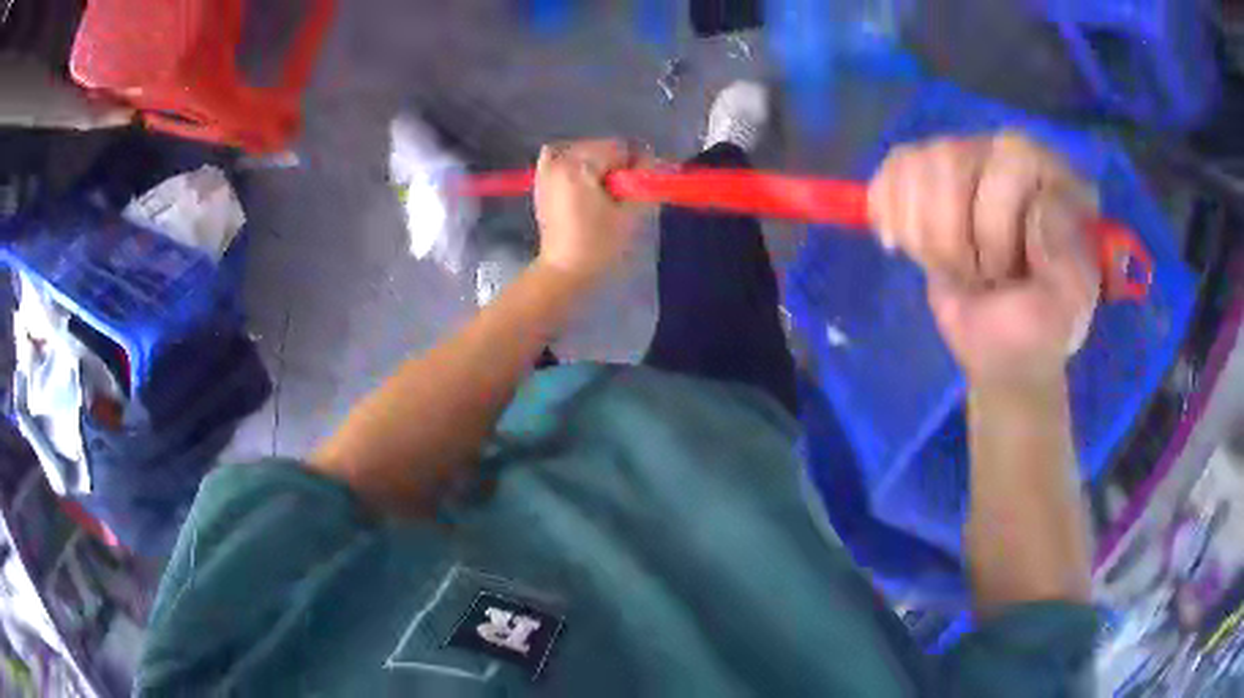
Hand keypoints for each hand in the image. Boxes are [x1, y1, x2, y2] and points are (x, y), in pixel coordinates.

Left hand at [533, 139, 650, 284]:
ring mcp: (546, 170)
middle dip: (617, 165)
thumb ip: (645, 182)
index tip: (641, 187)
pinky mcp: (541, 181)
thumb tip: (653, 162)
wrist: (564, 271)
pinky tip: (582, 179)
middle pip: (601, 147)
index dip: (636, 165)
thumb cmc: (599, 245)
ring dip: (597, 163)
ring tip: (604, 191)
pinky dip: (573, 162)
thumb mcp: (631, 215)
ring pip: (582, 151)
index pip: (620, 148)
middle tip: (623, 193)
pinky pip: (558, 157)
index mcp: (580, 166)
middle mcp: (560, 161)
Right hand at [867, 131, 1100, 387]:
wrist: (996, 346)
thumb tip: (1039, 211)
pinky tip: (912, 246)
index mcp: (1056, 178)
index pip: (1009, 164)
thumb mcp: (1063, 314)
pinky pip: (893, 170)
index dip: (995, 229)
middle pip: (952, 159)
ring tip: (955, 266)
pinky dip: (892, 215)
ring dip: (926, 236)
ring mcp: (970, 156)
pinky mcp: (929, 172)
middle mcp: (1013, 153)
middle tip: (981, 277)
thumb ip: (1068, 265)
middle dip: (956, 239)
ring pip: (918, 165)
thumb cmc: (1033, 332)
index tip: (1010, 277)